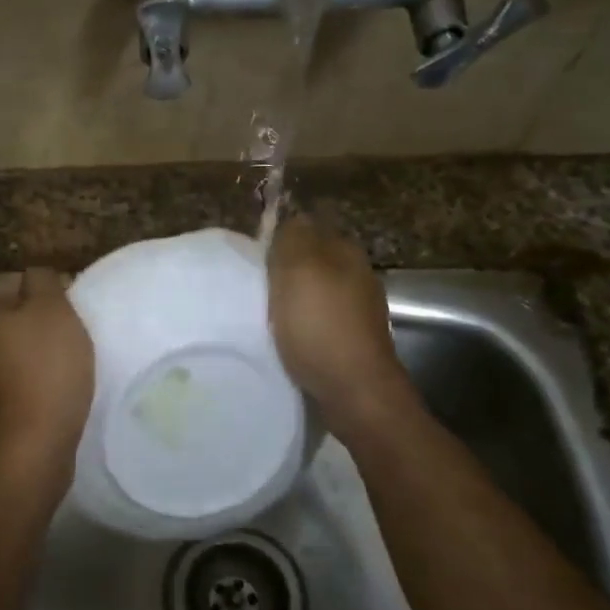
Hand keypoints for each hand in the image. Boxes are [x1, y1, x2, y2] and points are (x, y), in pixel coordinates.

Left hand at [0, 268, 93, 479]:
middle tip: (70, 326)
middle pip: (5, 315)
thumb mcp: (53, 312)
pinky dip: (34, 379)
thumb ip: (44, 282)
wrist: (26, 449)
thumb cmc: (45, 371)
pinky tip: (57, 388)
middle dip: (34, 317)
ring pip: (9, 348)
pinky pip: (15, 380)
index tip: (65, 295)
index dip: (33, 281)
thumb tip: (36, 276)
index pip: (1, 279)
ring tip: (68, 358)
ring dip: (34, 350)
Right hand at [267, 216, 407, 426]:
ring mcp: (357, 310)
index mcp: (345, 251)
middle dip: (285, 267)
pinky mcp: (351, 341)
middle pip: (312, 259)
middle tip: (252, 282)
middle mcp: (357, 274)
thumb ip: (293, 238)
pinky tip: (284, 336)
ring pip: (315, 291)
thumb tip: (292, 217)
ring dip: (291, 298)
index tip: (254, 252)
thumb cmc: (321, 327)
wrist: (355, 392)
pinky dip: (300, 323)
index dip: (281, 235)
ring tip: (262, 311)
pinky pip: (318, 320)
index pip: (309, 225)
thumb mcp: (299, 271)